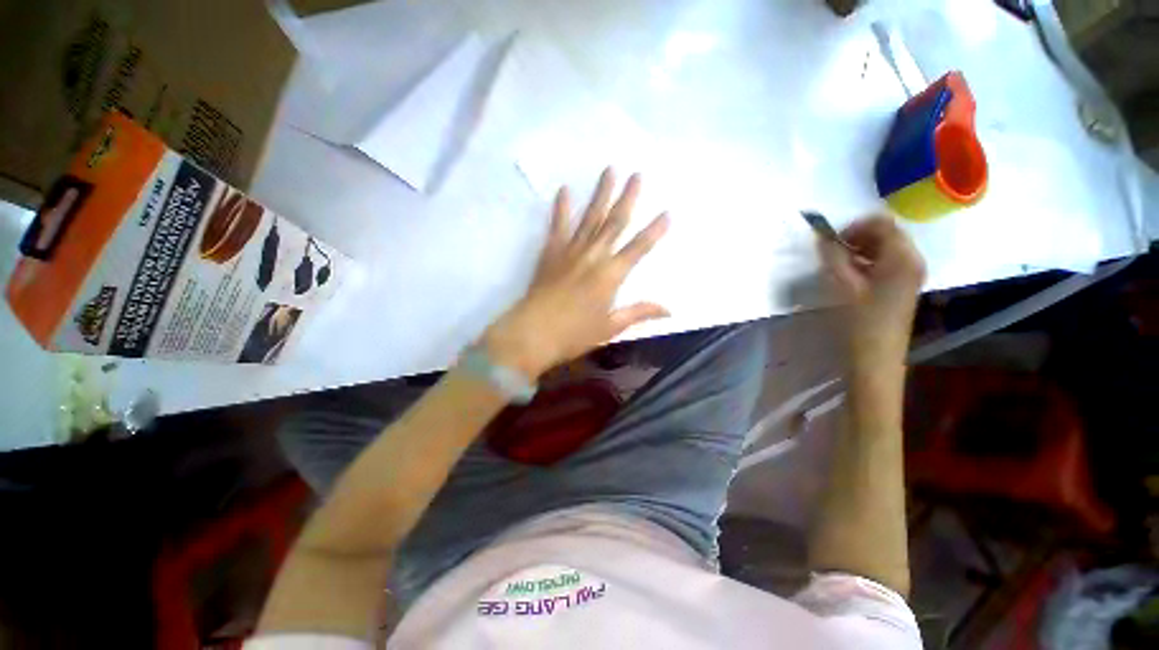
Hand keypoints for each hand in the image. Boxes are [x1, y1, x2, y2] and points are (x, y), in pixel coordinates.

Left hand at [482, 168, 670, 378]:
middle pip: (614, 222)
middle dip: (628, 198)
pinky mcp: (550, 252)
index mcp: (611, 275)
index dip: (654, 231)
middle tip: (637, 174)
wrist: (533, 333)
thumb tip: (669, 310)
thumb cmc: (574, 334)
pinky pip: (557, 226)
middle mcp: (593, 256)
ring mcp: (570, 251)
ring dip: (601, 193)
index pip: (638, 248)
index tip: (667, 212)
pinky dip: (561, 208)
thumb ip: (639, 313)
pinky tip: (564, 190)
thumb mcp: (610, 327)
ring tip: (609, 170)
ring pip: (590, 217)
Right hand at [819, 216, 924, 361]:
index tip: (831, 240)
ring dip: (861, 248)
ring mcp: (911, 272)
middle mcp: (912, 259)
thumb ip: (833, 256)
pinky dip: (867, 260)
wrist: (877, 356)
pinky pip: (886, 260)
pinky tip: (851, 275)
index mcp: (902, 257)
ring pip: (886, 246)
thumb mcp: (842, 285)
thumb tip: (823, 235)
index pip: (882, 222)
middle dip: (857, 236)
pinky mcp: (904, 284)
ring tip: (839, 264)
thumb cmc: (859, 320)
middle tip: (833, 252)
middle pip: (886, 232)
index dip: (854, 226)